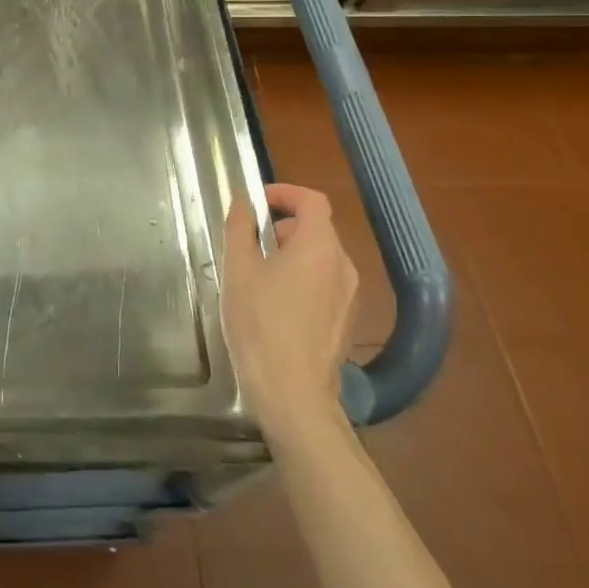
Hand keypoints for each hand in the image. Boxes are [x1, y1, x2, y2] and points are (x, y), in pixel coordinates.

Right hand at [221, 183, 358, 448]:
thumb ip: (241, 227)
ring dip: (291, 253)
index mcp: (319, 247)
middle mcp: (343, 266)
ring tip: (257, 275)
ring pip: (320, 257)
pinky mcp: (346, 321)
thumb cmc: (260, 324)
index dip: (284, 193)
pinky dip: (302, 278)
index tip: (256, 202)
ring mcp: (349, 296)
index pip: (312, 200)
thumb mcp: (239, 269)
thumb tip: (244, 199)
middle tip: (249, 243)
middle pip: (316, 228)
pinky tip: (274, 304)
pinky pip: (324, 283)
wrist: (293, 394)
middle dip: (282, 225)